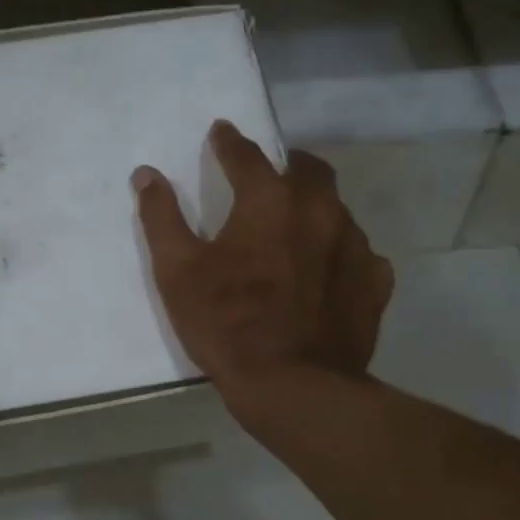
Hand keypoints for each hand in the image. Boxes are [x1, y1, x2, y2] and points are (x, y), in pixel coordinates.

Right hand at [132, 121, 392, 404]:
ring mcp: (355, 246)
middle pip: (308, 170)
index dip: (229, 142)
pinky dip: (339, 253)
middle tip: (268, 175)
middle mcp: (320, 211)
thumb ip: (161, 218)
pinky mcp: (374, 283)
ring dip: (315, 209)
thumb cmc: (228, 324)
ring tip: (296, 228)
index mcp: (269, 201)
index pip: (247, 156)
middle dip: (286, 165)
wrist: (294, 387)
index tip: (221, 132)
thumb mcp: (178, 272)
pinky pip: (360, 254)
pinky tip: (328, 272)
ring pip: (336, 210)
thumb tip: (146, 174)